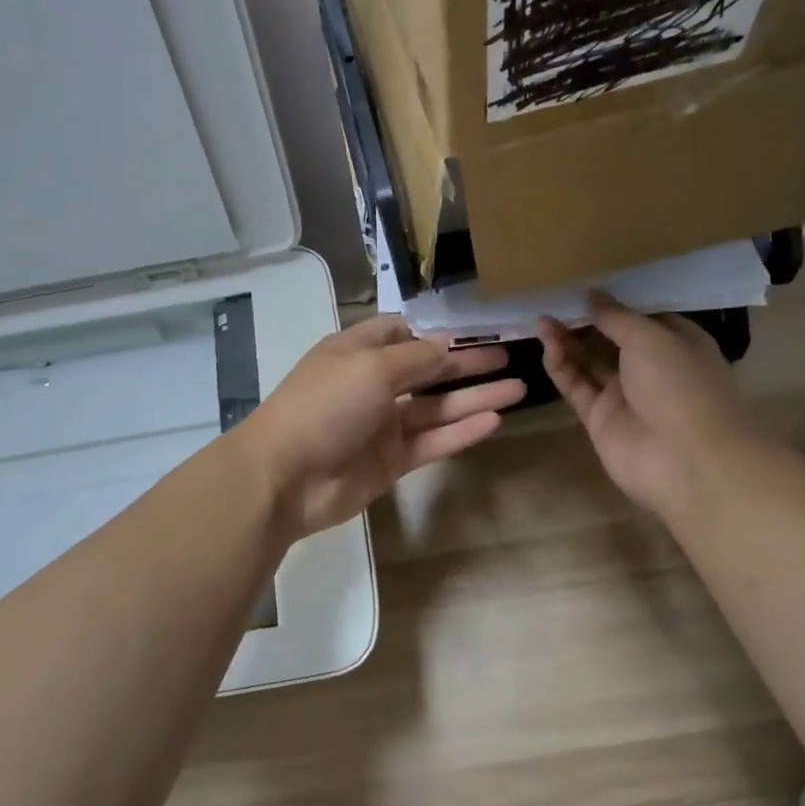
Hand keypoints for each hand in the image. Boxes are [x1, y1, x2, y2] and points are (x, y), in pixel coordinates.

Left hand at [241, 316, 526, 538]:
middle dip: (466, 363)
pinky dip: (462, 432)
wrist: (286, 477)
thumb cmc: (325, 406)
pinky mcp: (392, 461)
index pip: (400, 332)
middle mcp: (371, 385)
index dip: (434, 330)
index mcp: (357, 352)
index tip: (474, 327)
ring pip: (437, 407)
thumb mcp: (371, 367)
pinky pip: (433, 441)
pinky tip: (495, 420)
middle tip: (510, 356)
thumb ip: (417, 358)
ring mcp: (383, 425)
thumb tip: (448, 345)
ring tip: (519, 387)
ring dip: (475, 397)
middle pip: (427, 370)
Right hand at [539, 293, 769, 520]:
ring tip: (542, 319)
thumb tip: (592, 294)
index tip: (584, 283)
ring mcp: (624, 395)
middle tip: (553, 300)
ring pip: (589, 362)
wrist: (686, 460)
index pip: (641, 316)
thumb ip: (616, 316)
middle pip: (610, 339)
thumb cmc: (680, 385)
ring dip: (567, 341)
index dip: (614, 301)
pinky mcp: (599, 418)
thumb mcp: (651, 337)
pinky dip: (561, 366)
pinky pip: (576, 386)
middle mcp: (651, 367)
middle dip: (584, 320)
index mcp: (677, 343)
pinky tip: (547, 345)